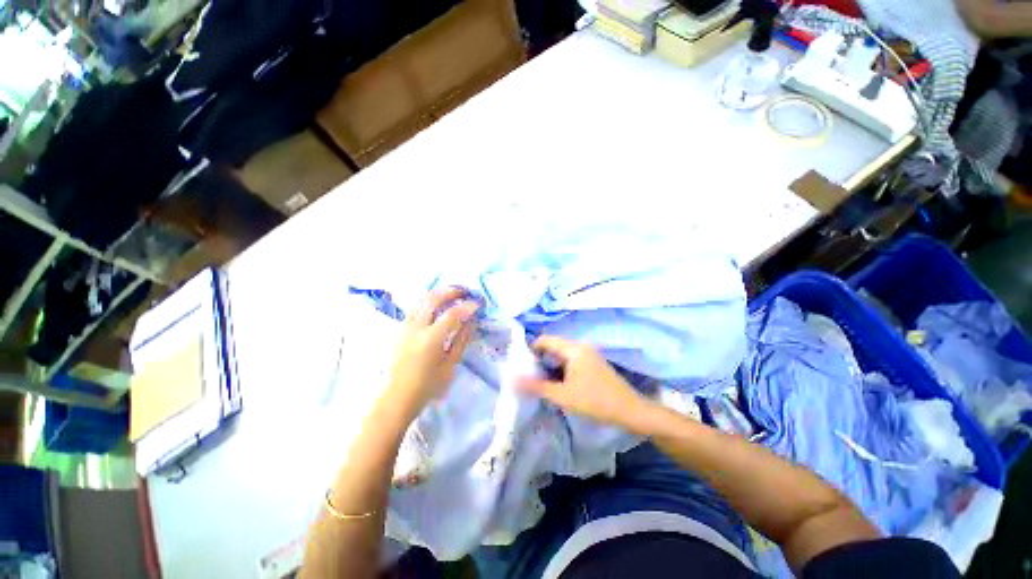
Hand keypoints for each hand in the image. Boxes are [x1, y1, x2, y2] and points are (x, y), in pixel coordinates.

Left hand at [386, 287, 478, 420]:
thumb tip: (471, 321)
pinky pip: (415, 307)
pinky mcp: (399, 329)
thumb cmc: (428, 386)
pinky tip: (436, 304)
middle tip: (465, 291)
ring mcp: (405, 327)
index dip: (467, 306)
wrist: (397, 397)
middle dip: (451, 291)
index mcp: (431, 340)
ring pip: (421, 300)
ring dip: (438, 293)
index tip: (478, 303)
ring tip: (452, 293)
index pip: (452, 314)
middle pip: (433, 299)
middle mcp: (416, 328)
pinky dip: (428, 301)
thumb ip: (461, 340)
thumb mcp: (450, 365)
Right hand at [516, 336, 649, 431]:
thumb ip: (537, 386)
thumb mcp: (562, 395)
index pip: (545, 340)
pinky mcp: (593, 363)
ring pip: (562, 355)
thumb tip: (513, 380)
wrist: (630, 411)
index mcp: (573, 348)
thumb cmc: (594, 401)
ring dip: (551, 367)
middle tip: (530, 376)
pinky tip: (559, 385)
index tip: (522, 365)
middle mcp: (581, 346)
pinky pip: (572, 361)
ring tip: (541, 383)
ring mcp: (589, 354)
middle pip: (554, 347)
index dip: (531, 350)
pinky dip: (562, 370)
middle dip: (540, 360)